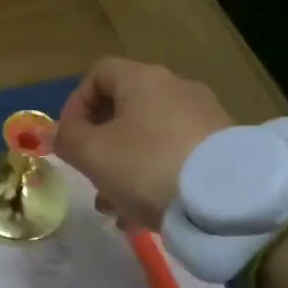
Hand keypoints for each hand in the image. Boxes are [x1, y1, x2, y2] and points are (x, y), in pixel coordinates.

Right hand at [54, 58, 232, 228]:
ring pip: (149, 138)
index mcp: (143, 80)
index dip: (76, 103)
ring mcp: (205, 118)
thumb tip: (59, 133)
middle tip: (91, 176)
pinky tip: (148, 214)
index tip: (69, 138)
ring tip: (116, 208)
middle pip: (125, 109)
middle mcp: (177, 89)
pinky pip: (176, 156)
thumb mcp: (93, 154)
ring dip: (125, 167)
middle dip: (101, 145)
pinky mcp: (224, 148)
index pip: (99, 73)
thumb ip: (68, 139)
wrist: (228, 202)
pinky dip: (156, 177)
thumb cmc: (147, 166)